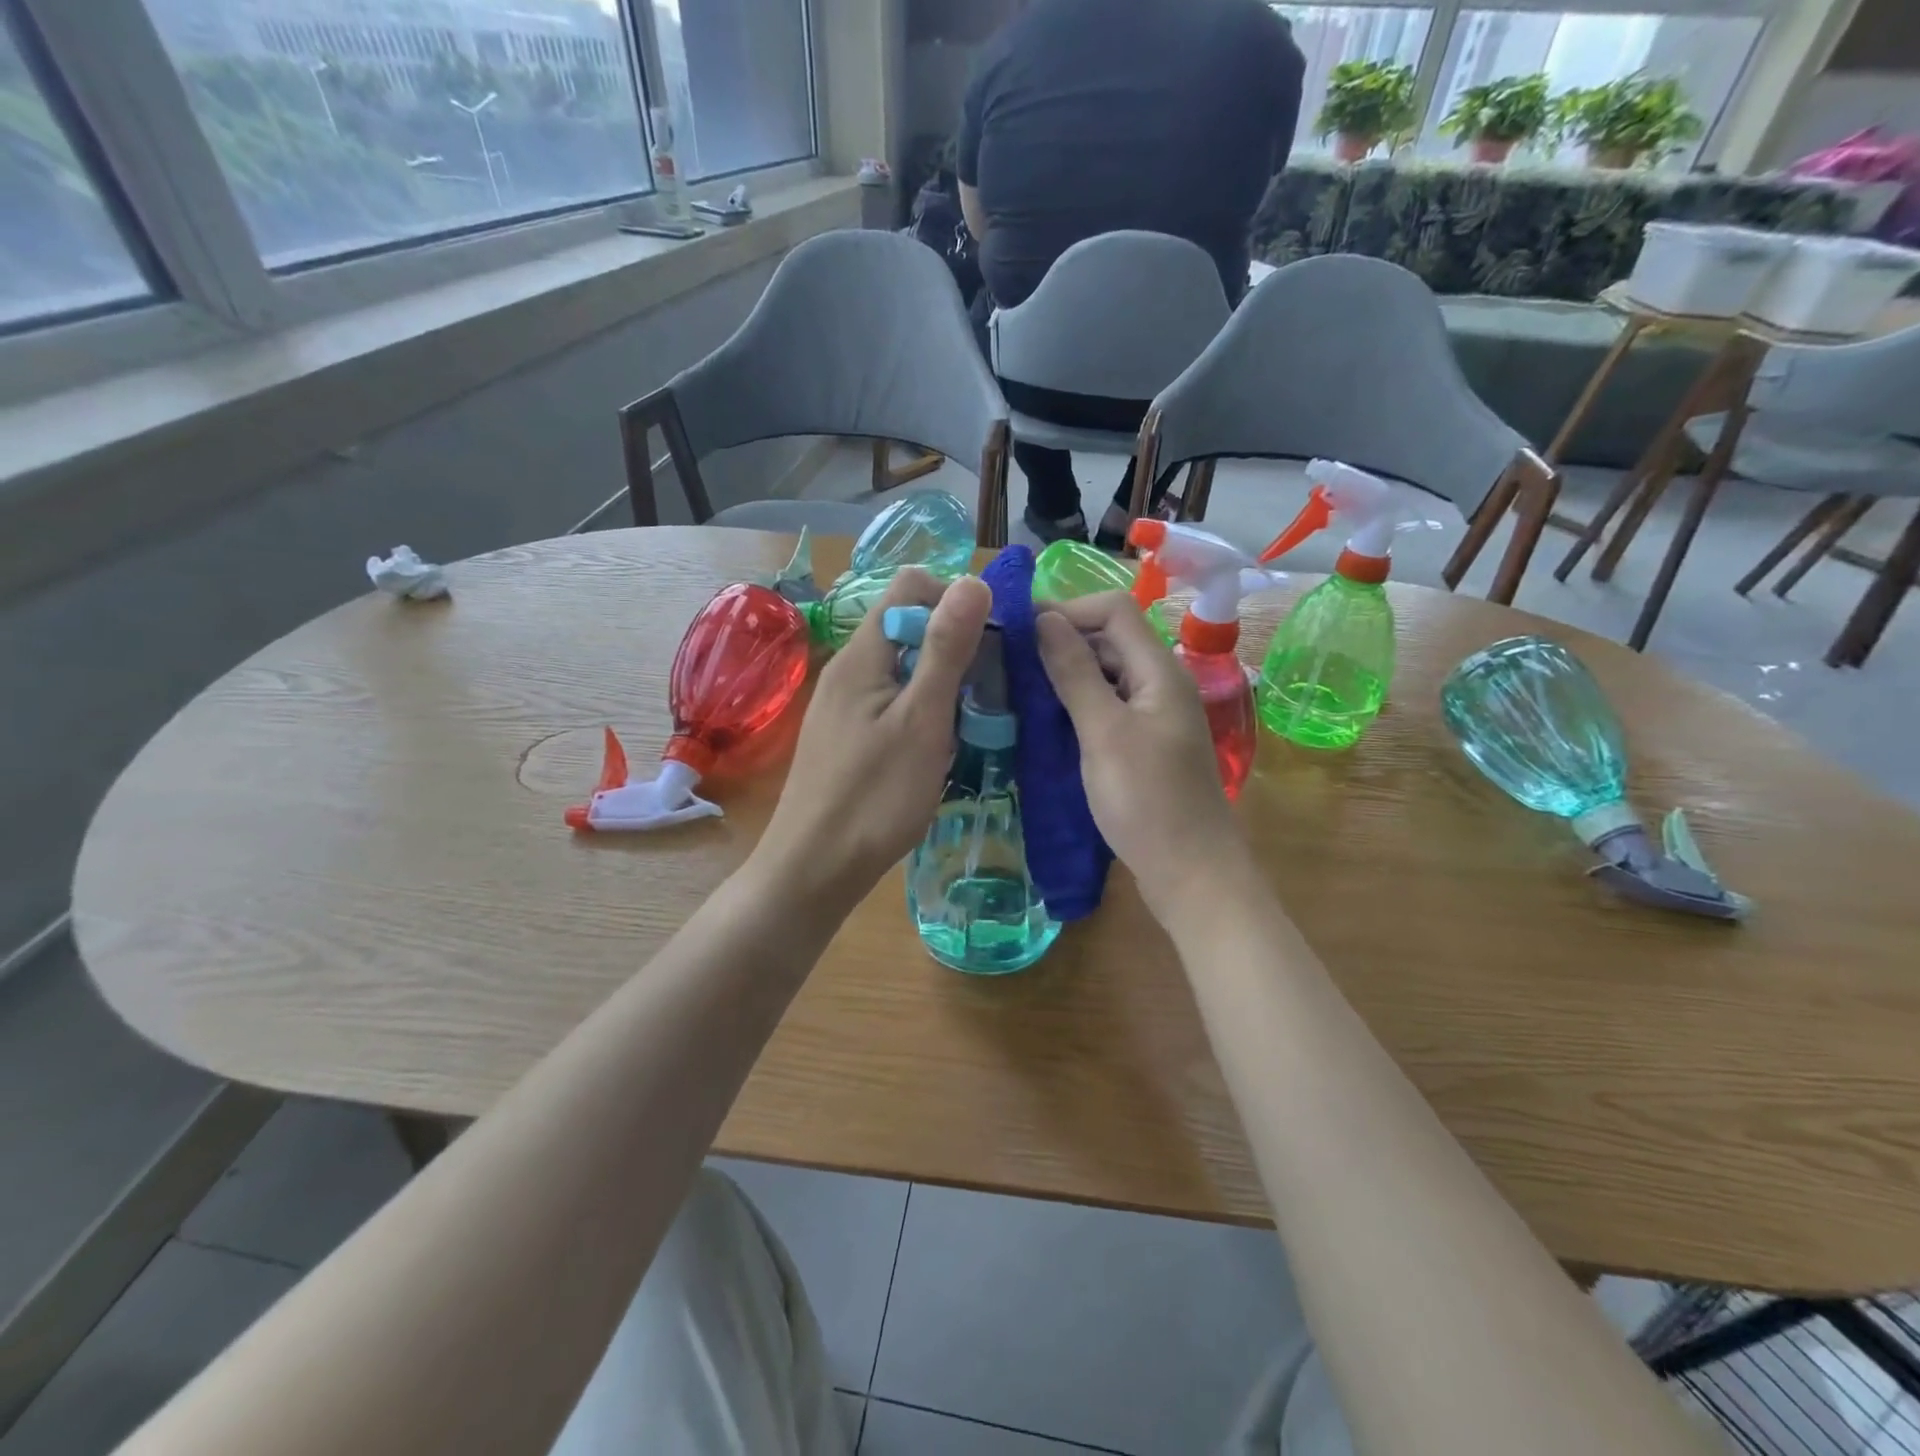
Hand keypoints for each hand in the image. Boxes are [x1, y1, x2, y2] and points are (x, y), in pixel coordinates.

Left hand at [752, 568, 991, 916]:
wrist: (815, 869)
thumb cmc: (874, 797)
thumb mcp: (922, 720)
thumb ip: (946, 649)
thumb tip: (974, 580)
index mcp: (863, 654)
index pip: (910, 586)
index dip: (955, 600)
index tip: (990, 643)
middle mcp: (849, 668)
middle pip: (908, 626)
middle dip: (955, 647)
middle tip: (987, 692)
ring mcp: (845, 704)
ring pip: (904, 669)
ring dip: (943, 685)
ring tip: (969, 725)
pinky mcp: (848, 735)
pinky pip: (893, 702)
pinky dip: (923, 712)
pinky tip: (939, 749)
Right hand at [1036, 593, 1255, 928]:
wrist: (1192, 873)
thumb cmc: (1147, 801)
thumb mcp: (1103, 732)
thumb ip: (1074, 673)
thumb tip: (1045, 619)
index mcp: (1159, 670)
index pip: (1114, 610)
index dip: (1067, 608)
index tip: (1019, 629)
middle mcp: (1161, 683)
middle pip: (1111, 639)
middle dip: (1062, 640)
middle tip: (1010, 661)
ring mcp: (1155, 716)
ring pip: (1107, 674)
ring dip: (1067, 674)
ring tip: (1019, 689)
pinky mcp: (1145, 744)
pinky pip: (1108, 707)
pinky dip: (1077, 705)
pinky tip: (1046, 721)